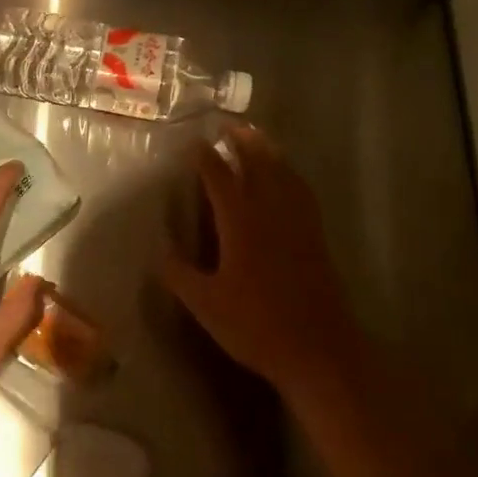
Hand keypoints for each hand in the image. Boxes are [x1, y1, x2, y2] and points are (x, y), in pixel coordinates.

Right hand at [160, 124, 359, 395]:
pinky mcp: (316, 236)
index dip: (206, 158)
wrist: (318, 350)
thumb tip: (159, 253)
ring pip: (284, 173)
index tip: (194, 141)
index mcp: (241, 224)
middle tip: (228, 125)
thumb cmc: (256, 327)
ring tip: (256, 137)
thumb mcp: (206, 305)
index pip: (220, 179)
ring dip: (269, 150)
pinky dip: (291, 173)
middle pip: (258, 164)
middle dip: (242, 142)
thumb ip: (180, 275)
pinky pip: (302, 191)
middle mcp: (271, 213)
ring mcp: (298, 223)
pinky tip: (288, 176)